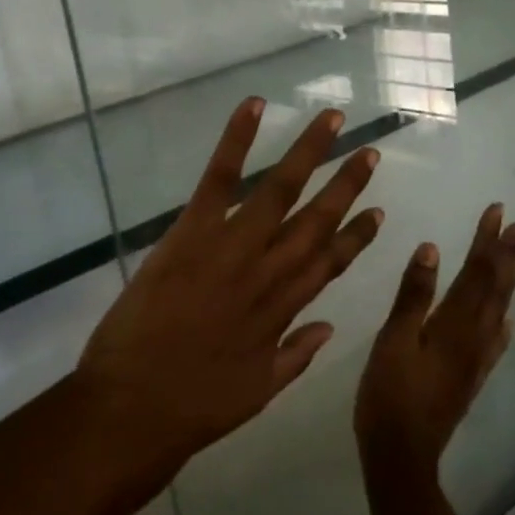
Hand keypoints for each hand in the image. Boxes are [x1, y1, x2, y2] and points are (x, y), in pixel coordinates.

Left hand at [76, 97, 383, 472]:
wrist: (136, 408)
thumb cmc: (195, 406)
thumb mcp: (259, 391)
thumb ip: (296, 355)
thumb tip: (329, 327)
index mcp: (284, 308)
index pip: (332, 262)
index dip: (357, 236)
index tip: (378, 212)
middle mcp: (269, 270)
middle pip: (317, 219)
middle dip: (346, 184)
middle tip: (370, 151)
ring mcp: (232, 247)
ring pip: (280, 190)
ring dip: (309, 151)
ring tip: (332, 118)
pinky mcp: (192, 233)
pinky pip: (219, 179)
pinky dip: (237, 140)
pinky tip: (255, 106)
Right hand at [355, 204, 514, 479]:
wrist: (402, 454)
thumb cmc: (389, 393)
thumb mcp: (393, 340)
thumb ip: (413, 296)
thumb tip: (431, 248)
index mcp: (455, 325)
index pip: (476, 273)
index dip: (486, 241)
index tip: (497, 211)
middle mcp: (474, 338)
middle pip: (495, 289)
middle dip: (505, 255)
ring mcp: (476, 360)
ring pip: (499, 311)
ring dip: (508, 281)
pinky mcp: (471, 377)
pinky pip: (495, 341)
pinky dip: (503, 322)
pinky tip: (506, 320)